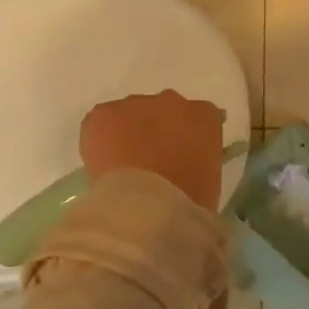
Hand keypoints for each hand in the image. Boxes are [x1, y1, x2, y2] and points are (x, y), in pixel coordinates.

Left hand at [79, 91, 225, 210]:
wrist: (148, 208)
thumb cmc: (188, 202)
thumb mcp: (208, 180)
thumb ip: (198, 160)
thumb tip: (183, 164)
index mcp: (204, 116)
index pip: (199, 118)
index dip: (185, 138)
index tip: (180, 159)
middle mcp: (172, 101)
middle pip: (162, 111)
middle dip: (155, 132)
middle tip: (149, 164)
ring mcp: (136, 104)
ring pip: (129, 115)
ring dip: (127, 134)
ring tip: (122, 168)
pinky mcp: (103, 114)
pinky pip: (100, 123)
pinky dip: (99, 141)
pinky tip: (103, 167)